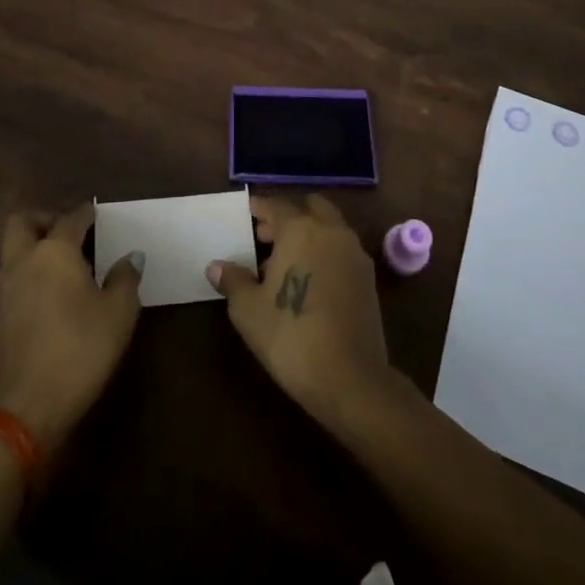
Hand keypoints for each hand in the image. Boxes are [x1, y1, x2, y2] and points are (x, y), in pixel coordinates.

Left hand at [0, 204, 142, 452]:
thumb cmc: (81, 349)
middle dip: (44, 219)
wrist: (31, 406)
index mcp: (55, 251)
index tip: (96, 213)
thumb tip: (130, 257)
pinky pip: (12, 276)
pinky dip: (28, 272)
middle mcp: (24, 261)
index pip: (70, 218)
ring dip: (33, 247)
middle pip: (23, 223)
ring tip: (63, 263)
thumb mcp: (119, 312)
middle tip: (69, 232)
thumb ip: (125, 278)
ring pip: (13, 250)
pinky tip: (51, 292)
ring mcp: (6, 289)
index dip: (85, 212)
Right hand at [207, 194, 392, 427]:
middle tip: (265, 237)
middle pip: (310, 208)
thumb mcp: (249, 310)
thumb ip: (233, 280)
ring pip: (329, 228)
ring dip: (309, 234)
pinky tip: (308, 282)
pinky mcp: (368, 278)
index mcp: (300, 229)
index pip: (276, 206)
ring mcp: (354, 253)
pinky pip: (341, 250)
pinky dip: (325, 252)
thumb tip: (216, 266)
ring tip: (283, 264)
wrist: (350, 378)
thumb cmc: (291, 336)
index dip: (259, 208)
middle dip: (288, 217)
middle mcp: (331, 231)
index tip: (247, 213)